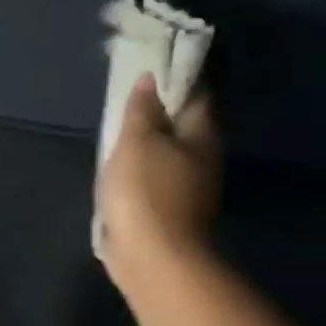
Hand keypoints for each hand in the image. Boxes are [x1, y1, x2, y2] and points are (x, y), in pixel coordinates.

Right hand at [97, 74, 220, 294]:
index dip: (176, 78)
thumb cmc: (145, 191)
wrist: (154, 258)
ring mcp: (189, 188)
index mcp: (201, 135)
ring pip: (170, 153)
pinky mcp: (170, 211)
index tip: (152, 67)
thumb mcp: (136, 141)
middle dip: (162, 112)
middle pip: (185, 125)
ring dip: (151, 143)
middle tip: (130, 100)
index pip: (196, 94)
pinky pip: (156, 179)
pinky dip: (143, 170)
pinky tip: (123, 170)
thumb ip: (142, 110)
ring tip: (121, 134)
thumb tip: (150, 80)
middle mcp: (204, 158)